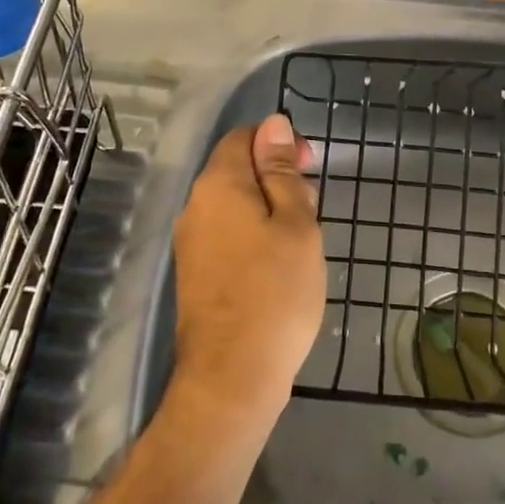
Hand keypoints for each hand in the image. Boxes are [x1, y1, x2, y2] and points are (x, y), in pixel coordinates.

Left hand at [172, 115, 326, 423]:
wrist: (231, 379)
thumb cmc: (275, 292)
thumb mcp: (295, 223)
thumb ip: (282, 171)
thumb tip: (274, 124)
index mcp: (218, 185)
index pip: (244, 137)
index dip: (279, 142)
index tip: (311, 168)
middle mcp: (196, 206)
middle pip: (237, 169)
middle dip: (277, 176)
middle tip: (312, 210)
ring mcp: (191, 242)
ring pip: (234, 203)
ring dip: (269, 208)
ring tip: (301, 240)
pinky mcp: (195, 273)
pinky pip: (227, 234)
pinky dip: (254, 234)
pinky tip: (278, 264)